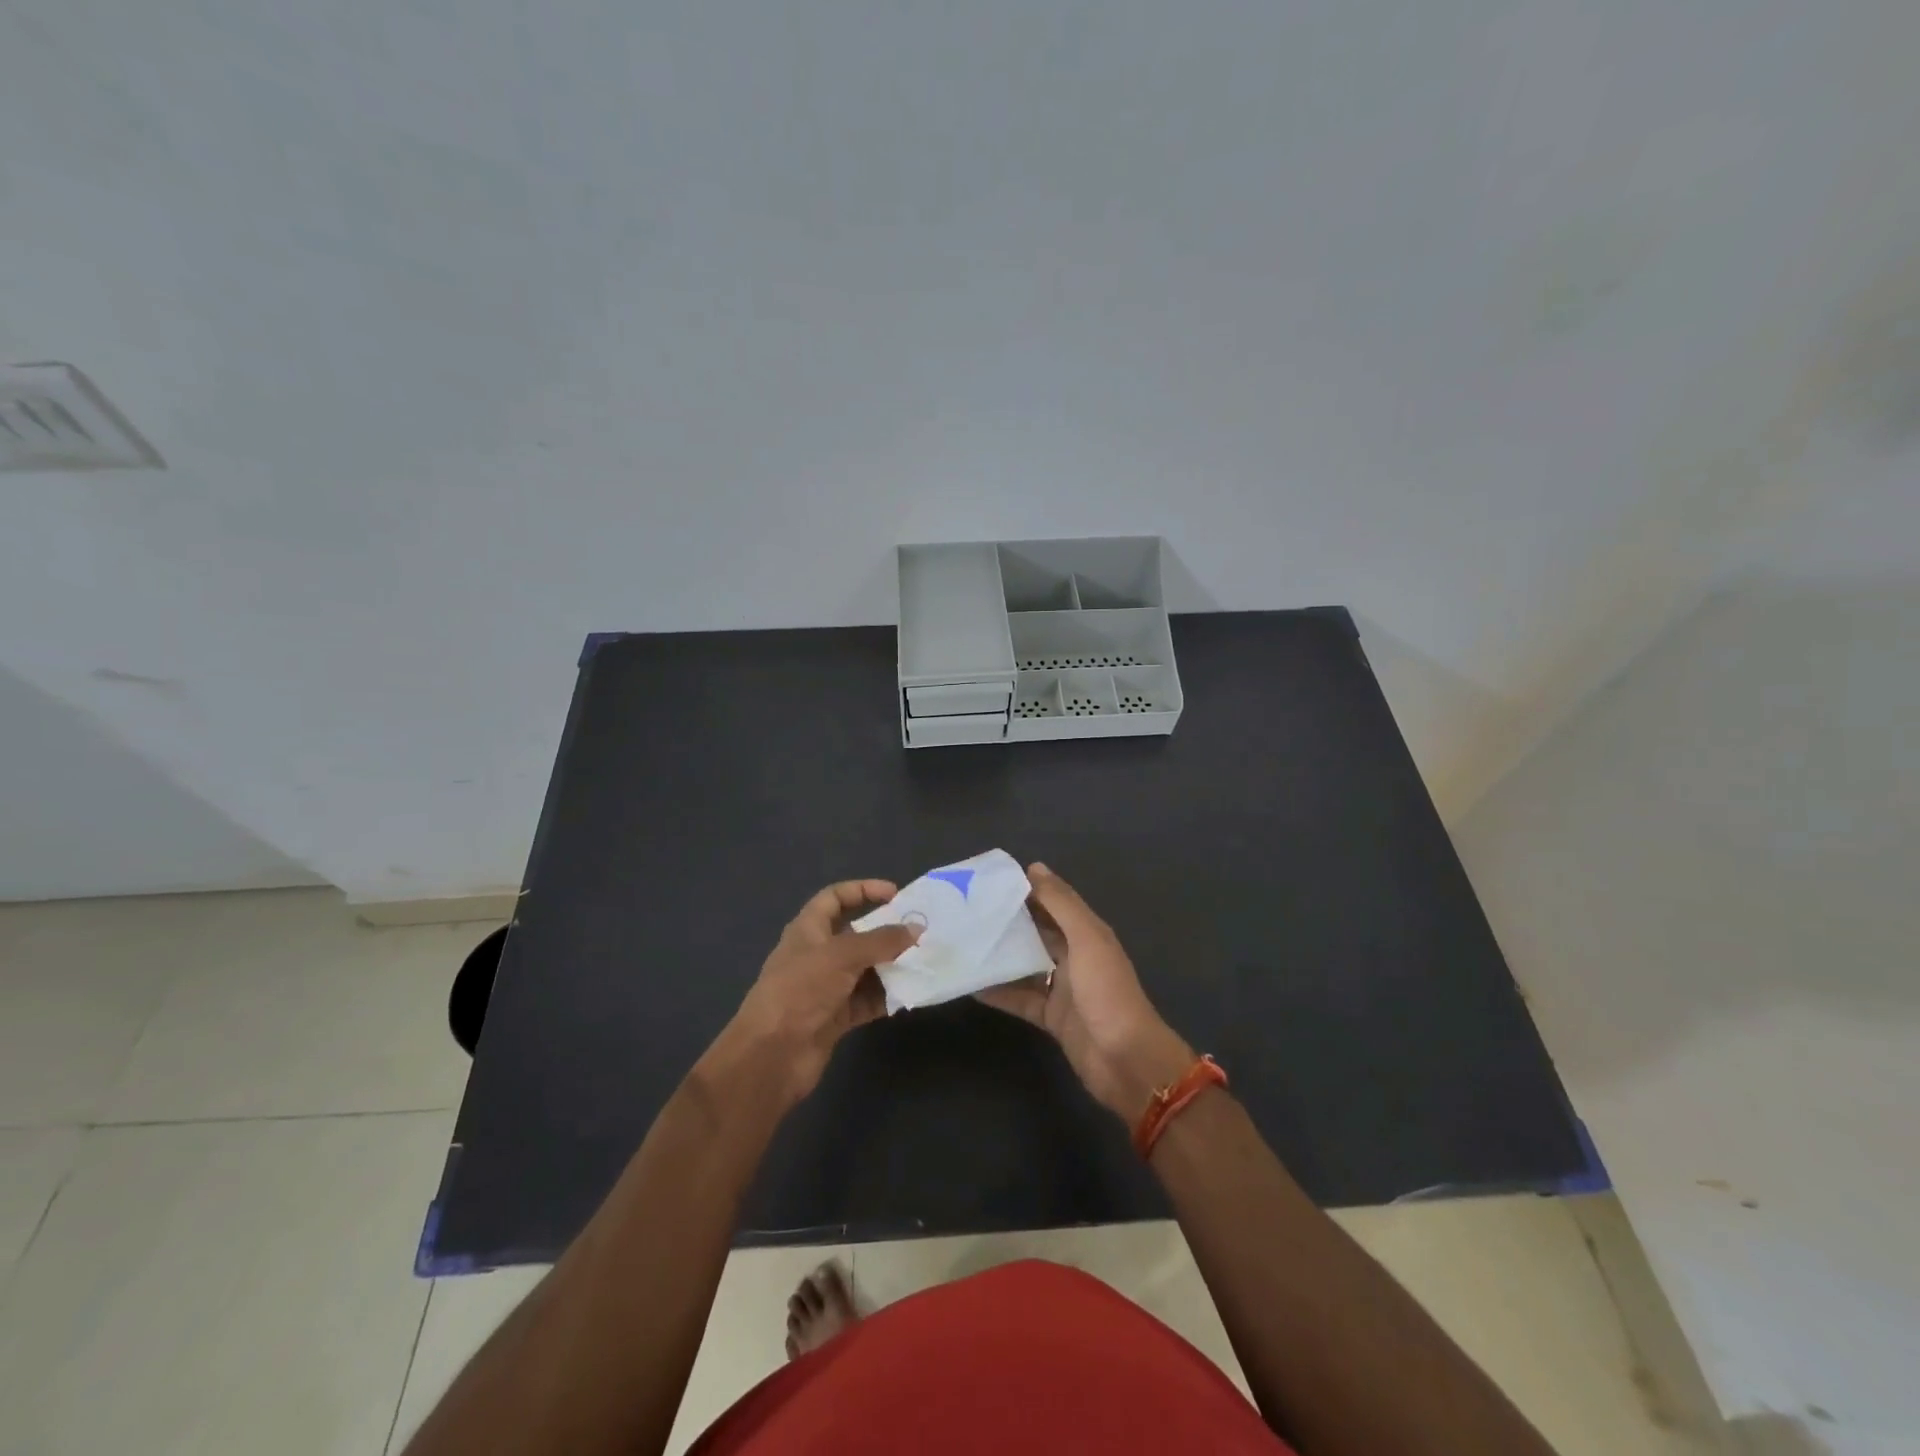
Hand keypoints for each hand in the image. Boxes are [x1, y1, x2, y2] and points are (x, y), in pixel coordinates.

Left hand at [711, 880, 917, 1105]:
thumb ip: (881, 940)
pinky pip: (868, 1000)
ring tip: (924, 962)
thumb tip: (916, 929)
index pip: (835, 897)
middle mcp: (818, 955)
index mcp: (808, 930)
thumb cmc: (801, 990)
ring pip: (866, 969)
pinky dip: (887, 996)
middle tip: (921, 932)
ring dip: (892, 966)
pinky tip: (911, 994)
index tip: (896, 894)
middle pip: (857, 934)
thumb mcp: (842, 955)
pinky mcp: (836, 1017)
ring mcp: (827, 987)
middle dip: (887, 932)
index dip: (863, 890)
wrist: (772, 1055)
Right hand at [976, 864, 1193, 1121]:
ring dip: (1001, 955)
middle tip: (969, 909)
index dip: (1027, 889)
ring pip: (1027, 964)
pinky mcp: (1052, 1017)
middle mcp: (1075, 956)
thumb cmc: (1107, 992)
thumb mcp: (1086, 939)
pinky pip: (1021, 998)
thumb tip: (1034, 867)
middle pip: (1038, 931)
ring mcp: (1063, 988)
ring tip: (965, 942)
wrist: (1125, 1060)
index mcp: (1088, 933)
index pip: (1054, 902)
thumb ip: (1061, 904)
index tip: (990, 880)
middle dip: (1010, 920)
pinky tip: (972, 985)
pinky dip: (1000, 992)